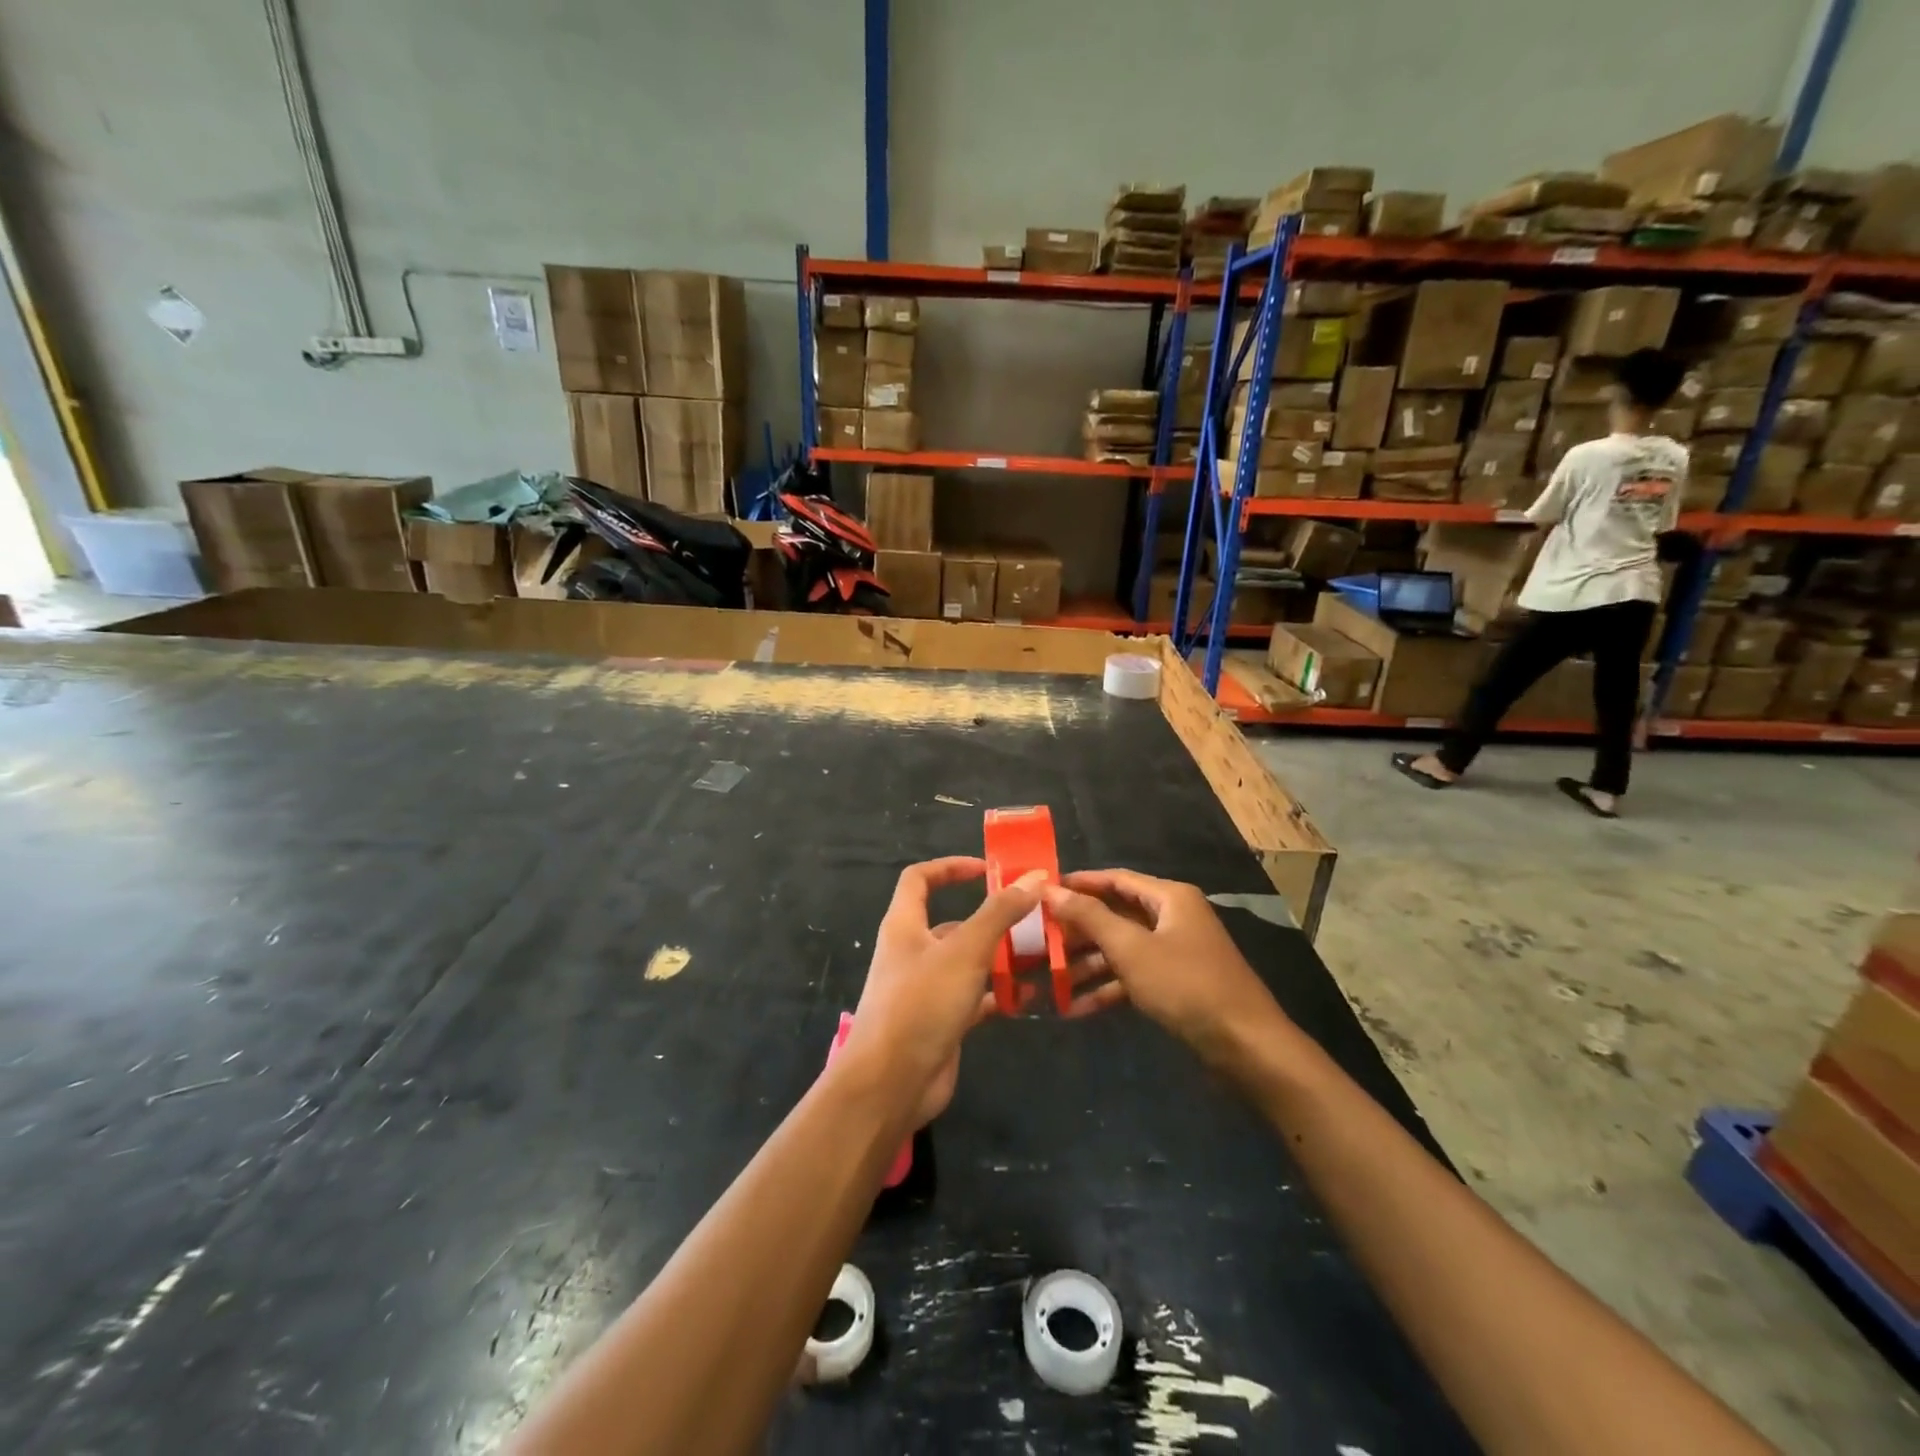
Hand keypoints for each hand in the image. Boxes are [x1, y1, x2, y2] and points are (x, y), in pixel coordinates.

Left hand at [845, 857, 1043, 1124]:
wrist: (890, 1085)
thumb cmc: (921, 1004)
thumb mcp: (964, 951)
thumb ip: (999, 914)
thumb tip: (1034, 878)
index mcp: (904, 925)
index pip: (920, 878)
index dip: (951, 867)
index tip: (989, 870)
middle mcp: (912, 952)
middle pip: (951, 922)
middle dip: (991, 918)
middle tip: (1033, 917)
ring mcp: (925, 989)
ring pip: (967, 962)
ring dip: (999, 957)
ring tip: (1041, 953)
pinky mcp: (940, 1022)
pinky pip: (974, 998)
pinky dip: (998, 994)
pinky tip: (1030, 996)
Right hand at [1043, 869, 1282, 1057]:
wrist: (1245, 1046)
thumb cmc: (1186, 985)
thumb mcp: (1132, 948)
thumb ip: (1090, 917)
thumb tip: (1050, 888)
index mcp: (1169, 898)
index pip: (1115, 879)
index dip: (1078, 883)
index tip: (1042, 891)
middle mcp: (1173, 918)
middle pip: (1115, 915)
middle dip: (1077, 930)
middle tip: (1038, 938)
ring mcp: (1175, 952)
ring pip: (1121, 949)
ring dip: (1087, 963)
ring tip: (1048, 976)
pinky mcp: (1175, 985)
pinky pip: (1133, 977)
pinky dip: (1107, 988)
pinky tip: (1075, 1007)